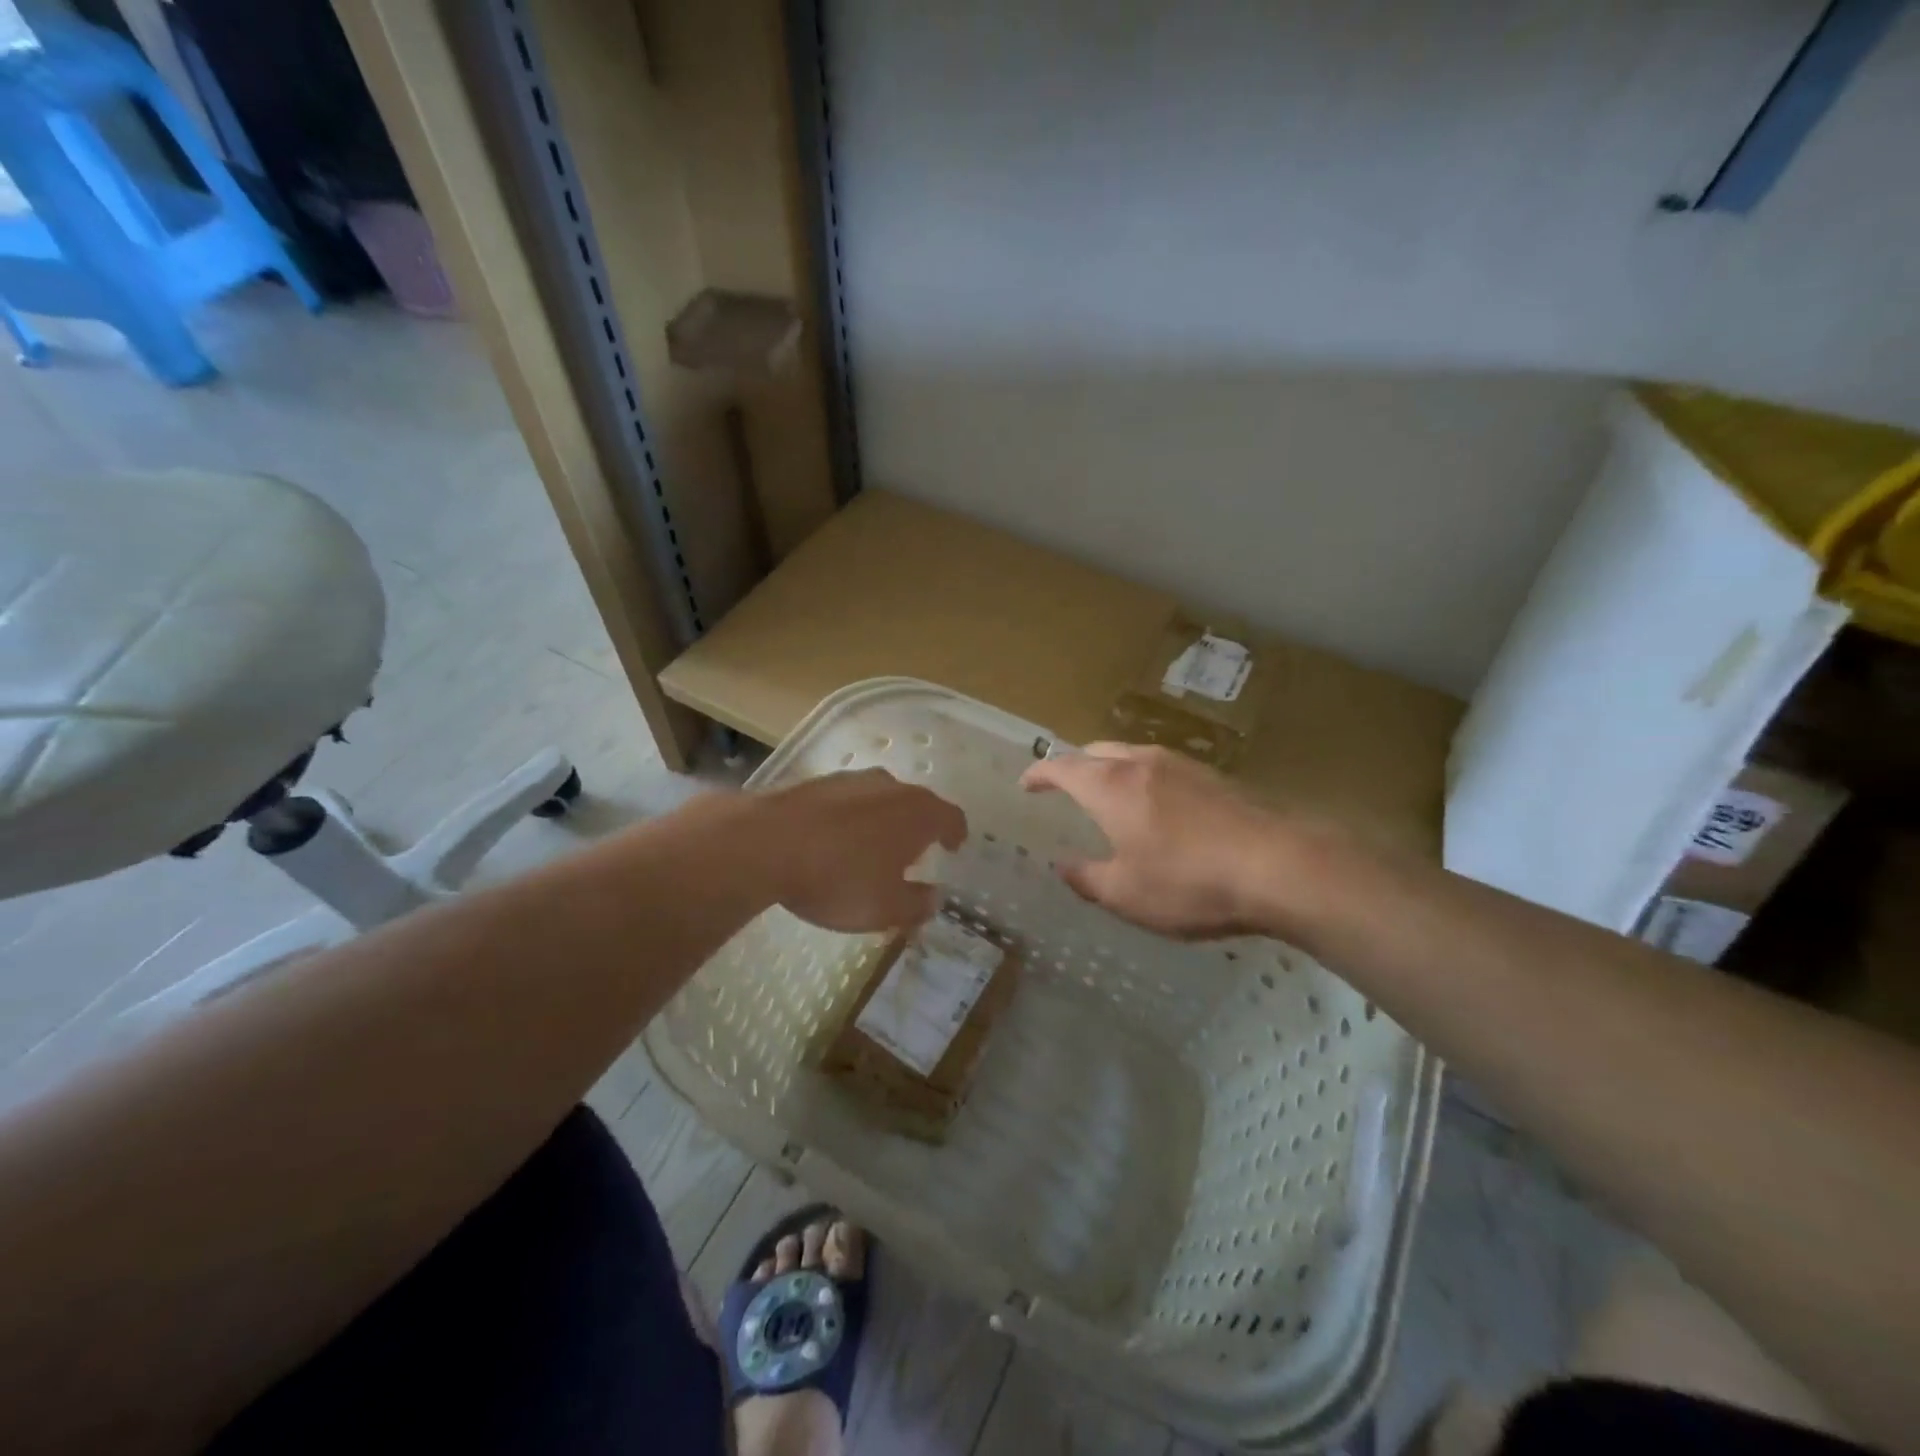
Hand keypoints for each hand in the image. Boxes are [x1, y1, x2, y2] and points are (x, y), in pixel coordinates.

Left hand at [759, 769, 967, 931]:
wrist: (766, 843)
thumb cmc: (839, 878)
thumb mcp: (885, 908)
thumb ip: (917, 904)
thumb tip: (934, 898)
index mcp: (918, 812)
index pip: (951, 816)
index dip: (956, 833)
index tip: (953, 847)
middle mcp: (891, 786)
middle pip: (916, 803)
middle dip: (919, 827)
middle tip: (914, 854)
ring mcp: (852, 780)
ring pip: (880, 798)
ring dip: (882, 821)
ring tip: (871, 849)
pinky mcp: (817, 782)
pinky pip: (847, 801)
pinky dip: (850, 818)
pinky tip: (833, 842)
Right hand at [1019, 743, 1277, 939]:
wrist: (1279, 866)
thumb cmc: (1189, 883)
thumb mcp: (1126, 894)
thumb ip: (1088, 878)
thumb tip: (1065, 867)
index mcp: (1110, 787)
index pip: (1062, 767)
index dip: (1040, 773)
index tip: (1026, 783)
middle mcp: (1141, 764)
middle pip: (1096, 751)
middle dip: (1074, 765)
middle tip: (1064, 786)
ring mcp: (1181, 765)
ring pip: (1131, 753)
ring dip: (1110, 768)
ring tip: (1108, 793)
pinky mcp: (1214, 777)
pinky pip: (1161, 766)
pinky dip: (1142, 777)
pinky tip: (1156, 804)